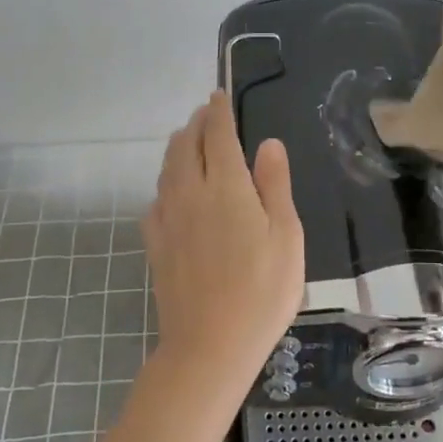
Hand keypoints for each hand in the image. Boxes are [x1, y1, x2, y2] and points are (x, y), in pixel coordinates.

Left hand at [142, 91, 304, 387]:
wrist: (210, 346)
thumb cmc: (262, 292)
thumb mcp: (286, 236)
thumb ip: (274, 185)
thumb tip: (267, 143)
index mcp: (227, 186)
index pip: (218, 135)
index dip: (218, 111)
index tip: (218, 95)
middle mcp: (191, 193)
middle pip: (186, 145)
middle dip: (196, 124)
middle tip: (206, 114)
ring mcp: (168, 218)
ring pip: (167, 169)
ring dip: (178, 147)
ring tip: (188, 141)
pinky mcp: (155, 243)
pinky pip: (156, 199)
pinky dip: (165, 182)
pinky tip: (171, 192)